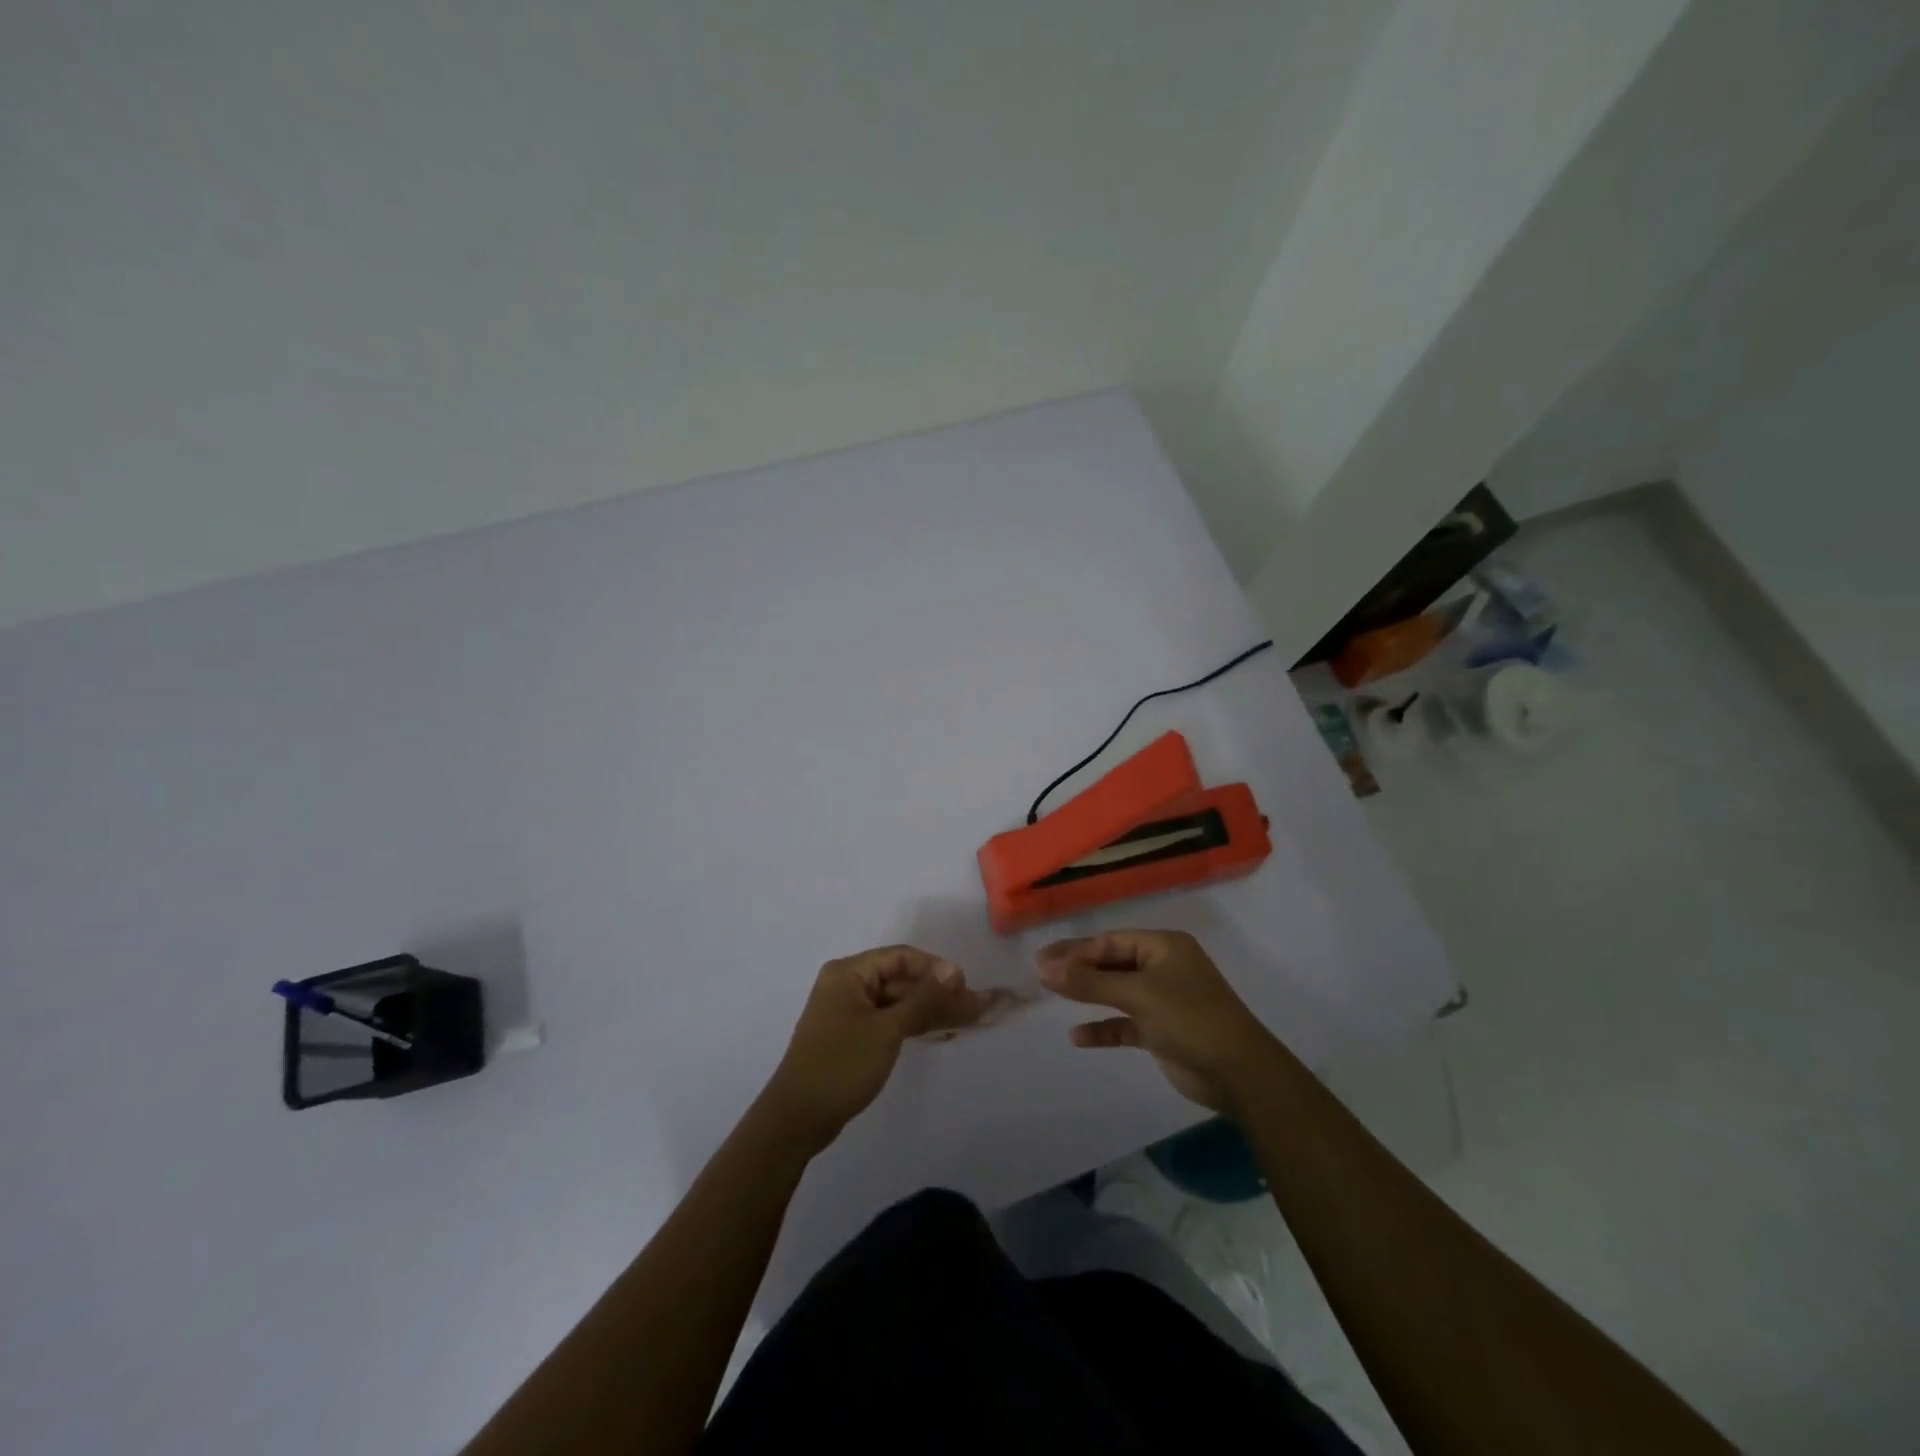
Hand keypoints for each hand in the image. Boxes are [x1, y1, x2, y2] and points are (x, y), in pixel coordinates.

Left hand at [762, 945, 991, 1152]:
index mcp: (849, 972)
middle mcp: (848, 985)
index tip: (964, 986)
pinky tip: (942, 1031)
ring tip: (969, 1019)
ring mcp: (850, 1012)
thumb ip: (923, 999)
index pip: (901, 957)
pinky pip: (890, 1021)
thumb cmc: (841, 1065)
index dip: (935, 968)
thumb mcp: (887, 1029)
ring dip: (930, 1010)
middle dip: (937, 992)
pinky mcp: (854, 1037)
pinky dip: (914, 1025)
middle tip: (974, 1006)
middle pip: (901, 979)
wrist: (798, 1119)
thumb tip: (954, 972)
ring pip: (898, 1002)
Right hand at [1037, 930, 1283, 1113]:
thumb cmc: (1189, 1018)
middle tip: (1039, 972)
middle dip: (1078, 968)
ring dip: (1087, 995)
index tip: (1042, 961)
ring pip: (1116, 992)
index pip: (1111, 941)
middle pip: (1111, 963)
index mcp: (1164, 947)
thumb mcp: (1137, 995)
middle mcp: (1163, 967)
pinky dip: (1104, 1028)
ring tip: (1051, 993)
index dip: (1076, 950)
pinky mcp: (1162, 1031)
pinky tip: (1078, 1036)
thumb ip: (1090, 982)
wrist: (1239, 1073)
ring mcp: (1163, 999)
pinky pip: (1124, 1023)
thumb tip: (1046, 968)